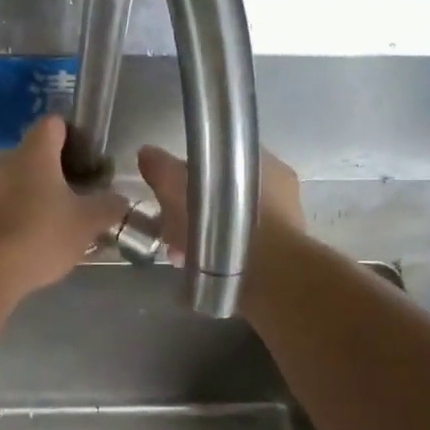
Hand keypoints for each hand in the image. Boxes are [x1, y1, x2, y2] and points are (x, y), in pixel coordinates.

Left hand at [0, 116, 128, 297]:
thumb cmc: (41, 234)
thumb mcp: (88, 223)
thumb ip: (109, 207)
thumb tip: (119, 200)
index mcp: (34, 153)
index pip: (53, 124)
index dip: (73, 136)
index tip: (89, 160)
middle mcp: (4, 162)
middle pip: (34, 157)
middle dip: (57, 175)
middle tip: (79, 199)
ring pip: (16, 185)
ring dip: (36, 200)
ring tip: (57, 228)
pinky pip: (0, 209)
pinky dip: (17, 220)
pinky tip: (31, 246)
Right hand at [135, 145, 304, 261]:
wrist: (265, 277)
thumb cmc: (223, 223)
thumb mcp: (178, 190)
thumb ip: (163, 170)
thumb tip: (146, 152)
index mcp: (261, 162)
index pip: (220, 160)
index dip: (190, 175)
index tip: (170, 194)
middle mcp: (279, 188)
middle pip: (224, 195)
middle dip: (195, 211)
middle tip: (171, 230)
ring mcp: (283, 224)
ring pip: (231, 224)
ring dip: (205, 237)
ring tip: (181, 256)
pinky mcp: (280, 257)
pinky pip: (240, 248)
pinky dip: (219, 255)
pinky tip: (200, 268)